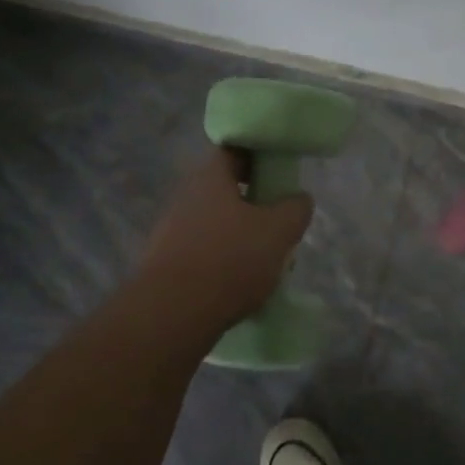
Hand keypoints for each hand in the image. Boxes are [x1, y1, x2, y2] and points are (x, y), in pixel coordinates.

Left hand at [137, 149, 313, 326]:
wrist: (174, 313)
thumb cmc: (231, 259)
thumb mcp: (279, 230)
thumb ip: (295, 208)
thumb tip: (298, 199)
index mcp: (210, 177)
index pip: (234, 150)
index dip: (259, 156)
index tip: (280, 171)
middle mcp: (185, 196)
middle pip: (225, 188)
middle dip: (254, 201)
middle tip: (280, 218)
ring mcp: (171, 230)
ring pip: (216, 222)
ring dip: (240, 233)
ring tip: (266, 257)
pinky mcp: (166, 263)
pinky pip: (204, 251)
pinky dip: (224, 259)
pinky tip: (242, 282)